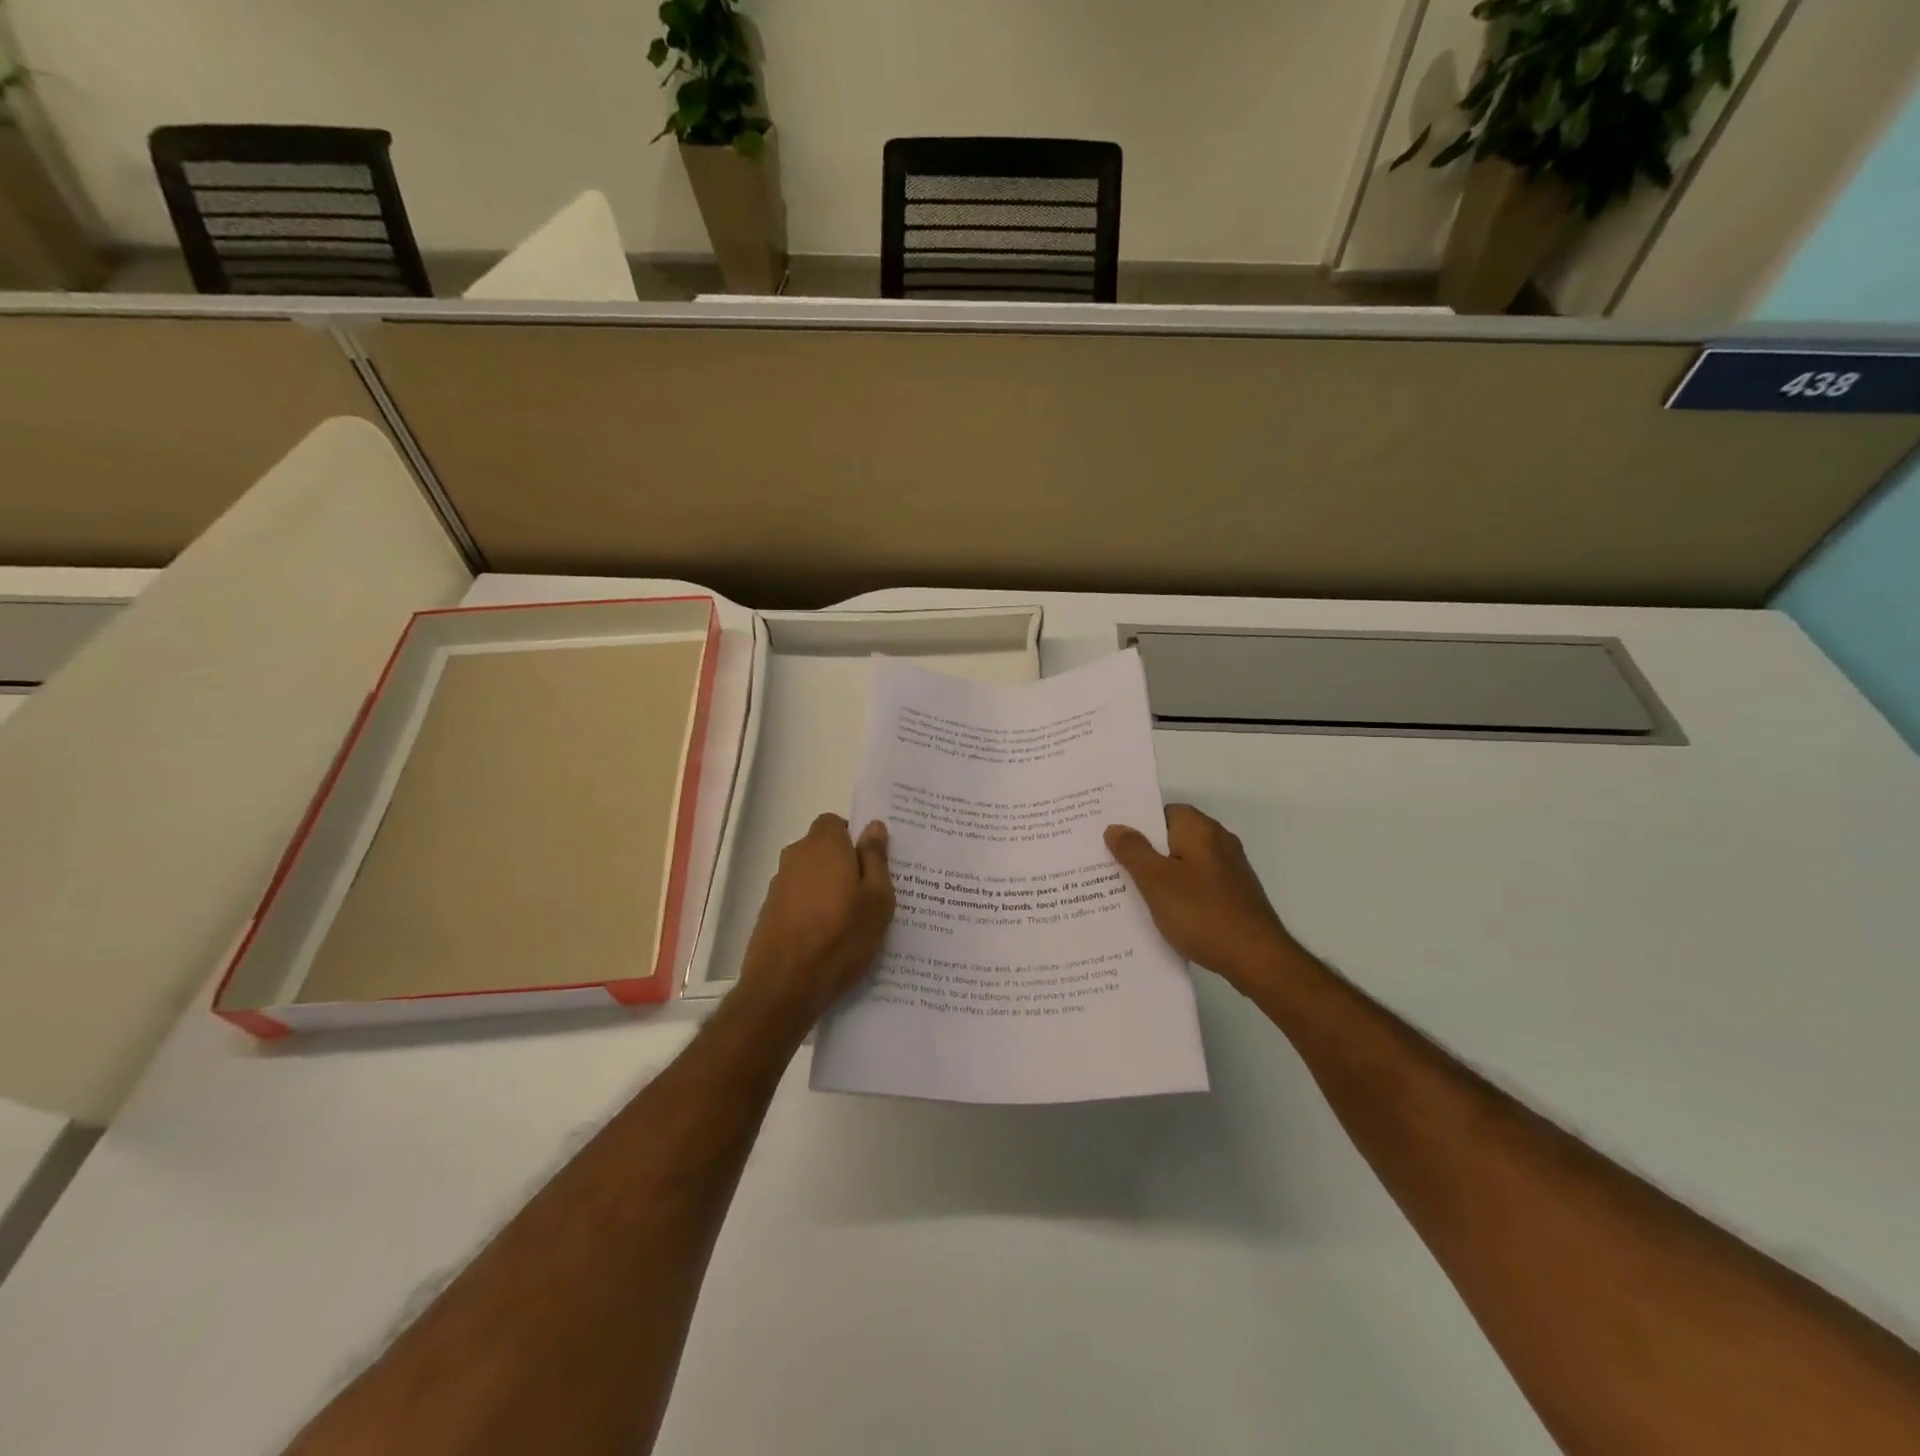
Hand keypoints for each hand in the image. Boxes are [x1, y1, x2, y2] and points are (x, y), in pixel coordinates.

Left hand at [736, 813, 894, 1026]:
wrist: (784, 988)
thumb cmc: (840, 938)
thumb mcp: (877, 899)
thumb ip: (876, 858)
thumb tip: (874, 826)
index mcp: (823, 846)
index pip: (836, 822)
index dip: (854, 839)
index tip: (873, 865)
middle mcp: (796, 857)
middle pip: (823, 849)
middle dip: (845, 864)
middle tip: (870, 894)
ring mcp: (778, 886)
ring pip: (811, 875)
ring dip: (828, 889)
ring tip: (851, 921)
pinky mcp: (769, 912)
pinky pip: (799, 899)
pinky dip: (813, 910)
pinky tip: (828, 938)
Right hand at [1105, 804, 1304, 993]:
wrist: (1256, 958)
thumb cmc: (1201, 913)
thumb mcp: (1155, 881)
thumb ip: (1133, 851)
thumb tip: (1116, 827)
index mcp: (1200, 830)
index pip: (1163, 812)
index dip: (1136, 822)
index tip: (1110, 837)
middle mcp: (1218, 842)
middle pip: (1172, 837)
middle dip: (1143, 850)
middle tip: (1109, 864)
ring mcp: (1229, 870)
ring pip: (1183, 863)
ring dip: (1159, 874)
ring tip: (1126, 890)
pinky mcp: (1233, 895)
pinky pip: (1196, 884)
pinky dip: (1177, 892)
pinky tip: (1159, 912)